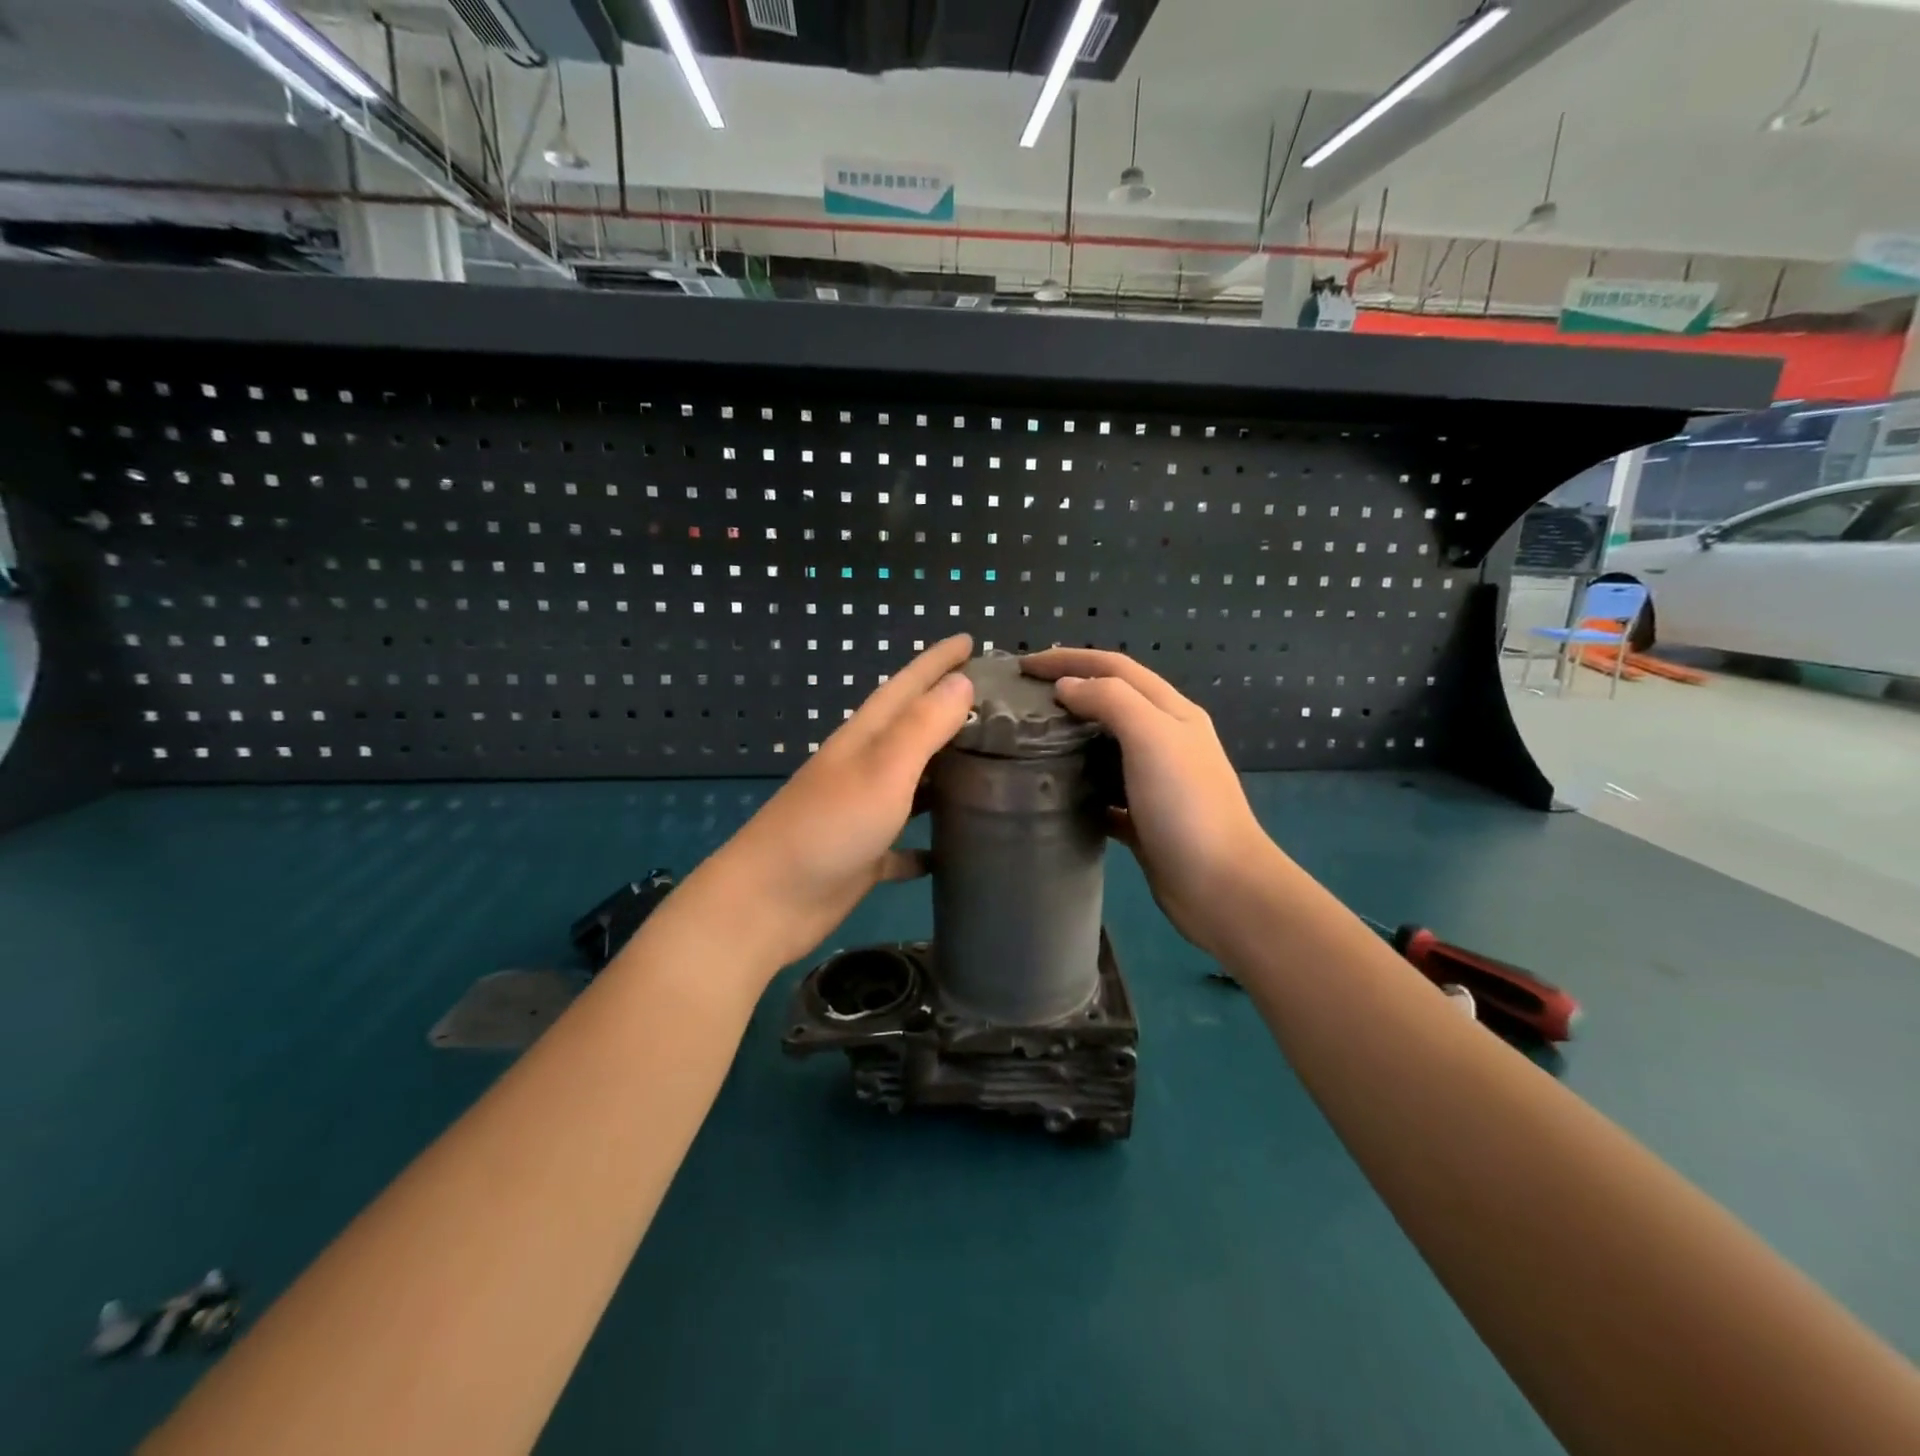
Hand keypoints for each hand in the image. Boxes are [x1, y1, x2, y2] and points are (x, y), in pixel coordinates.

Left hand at [700, 634, 975, 971]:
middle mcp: (865, 767)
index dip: (938, 661)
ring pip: (914, 784)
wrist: (769, 902)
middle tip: (999, 706)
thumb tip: (962, 681)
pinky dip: (929, 843)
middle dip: (950, 711)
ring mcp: (863, 812)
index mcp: (866, 738)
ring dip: (945, 773)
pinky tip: (955, 851)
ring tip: (992, 769)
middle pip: (912, 730)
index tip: (972, 640)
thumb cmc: (829, 826)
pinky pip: (905, 844)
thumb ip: (922, 724)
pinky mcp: (865, 856)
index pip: (908, 684)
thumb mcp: (882, 768)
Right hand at [1021, 648, 1283, 956]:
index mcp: (1172, 712)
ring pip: (1106, 747)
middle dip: (1069, 692)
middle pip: (1112, 702)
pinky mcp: (1144, 819)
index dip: (1069, 659)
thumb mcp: (1152, 736)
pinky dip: (1080, 786)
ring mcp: (1157, 782)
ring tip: (1030, 742)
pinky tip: (1055, 793)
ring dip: (1072, 738)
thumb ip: (1111, 700)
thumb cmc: (1186, 805)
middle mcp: (1167, 740)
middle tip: (1023, 701)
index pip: (1115, 667)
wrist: (1221, 887)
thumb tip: (1068, 686)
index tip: (1024, 665)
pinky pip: (1105, 792)